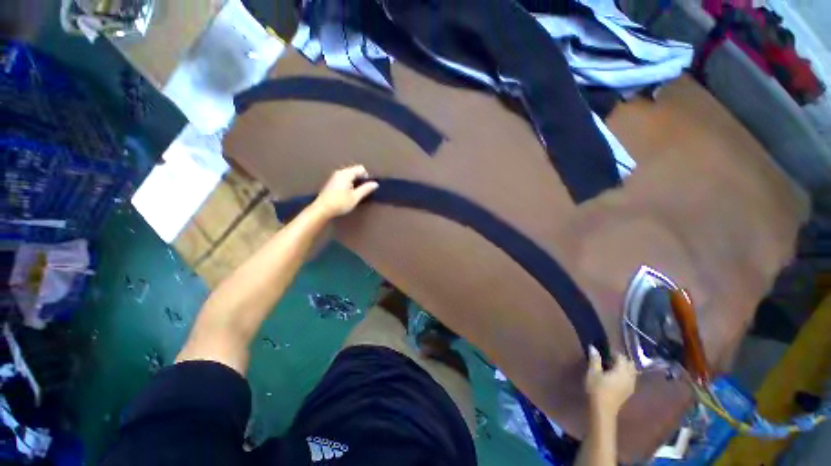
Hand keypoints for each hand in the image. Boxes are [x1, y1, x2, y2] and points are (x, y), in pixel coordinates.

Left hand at [313, 165, 379, 217]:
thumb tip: (375, 184)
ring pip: (349, 175)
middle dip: (360, 179)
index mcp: (346, 174)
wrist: (322, 209)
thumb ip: (366, 189)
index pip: (361, 169)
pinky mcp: (332, 182)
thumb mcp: (355, 197)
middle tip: (362, 191)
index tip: (367, 187)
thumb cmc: (340, 203)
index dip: (366, 177)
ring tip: (355, 193)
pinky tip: (347, 193)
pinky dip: (348, 183)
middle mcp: (340, 172)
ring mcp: (334, 176)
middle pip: (354, 170)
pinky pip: (344, 178)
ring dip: (354, 181)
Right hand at [585, 347, 636, 414]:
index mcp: (622, 371)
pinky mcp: (629, 391)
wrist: (603, 410)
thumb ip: (595, 360)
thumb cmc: (597, 389)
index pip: (622, 357)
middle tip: (609, 359)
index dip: (613, 353)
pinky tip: (615, 377)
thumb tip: (593, 347)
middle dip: (621, 360)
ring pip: (632, 372)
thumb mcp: (593, 373)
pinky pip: (631, 378)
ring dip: (624, 367)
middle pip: (630, 364)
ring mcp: (631, 385)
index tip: (604, 353)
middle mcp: (630, 377)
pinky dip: (625, 374)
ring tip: (611, 367)